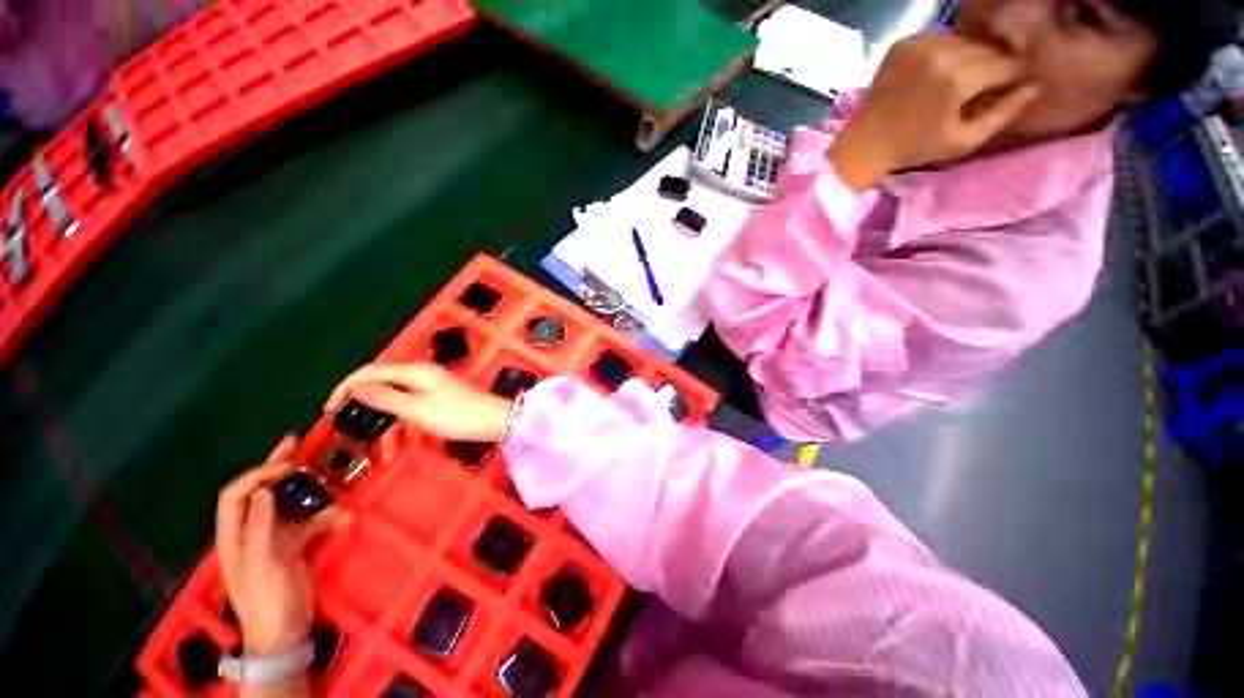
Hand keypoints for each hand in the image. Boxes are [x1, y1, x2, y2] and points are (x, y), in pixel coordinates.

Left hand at [216, 437, 349, 653]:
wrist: (283, 630)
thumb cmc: (266, 597)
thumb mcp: (260, 563)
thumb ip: (259, 527)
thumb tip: (262, 490)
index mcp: (235, 535)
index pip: (235, 495)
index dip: (255, 474)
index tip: (283, 462)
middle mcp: (252, 531)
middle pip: (260, 492)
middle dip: (276, 469)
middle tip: (296, 445)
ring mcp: (274, 538)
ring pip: (288, 504)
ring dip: (307, 490)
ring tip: (326, 475)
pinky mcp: (294, 546)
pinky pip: (310, 522)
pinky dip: (326, 516)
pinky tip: (343, 515)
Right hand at [325, 363, 511, 441]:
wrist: (494, 421)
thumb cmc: (456, 415)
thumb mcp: (416, 410)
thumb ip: (385, 398)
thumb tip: (356, 387)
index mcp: (413, 372)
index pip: (370, 372)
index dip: (346, 388)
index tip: (329, 411)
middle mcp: (420, 376)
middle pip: (383, 390)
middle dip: (369, 415)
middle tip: (354, 437)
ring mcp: (431, 388)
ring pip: (398, 406)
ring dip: (390, 429)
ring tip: (386, 455)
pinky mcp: (439, 400)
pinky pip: (414, 412)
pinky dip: (407, 429)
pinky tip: (405, 447)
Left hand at [828, 32, 1038, 190]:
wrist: (863, 145)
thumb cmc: (914, 149)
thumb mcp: (965, 140)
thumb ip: (1004, 112)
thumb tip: (1033, 85)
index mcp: (957, 77)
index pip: (1005, 63)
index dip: (1013, 76)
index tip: (1012, 86)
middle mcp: (940, 51)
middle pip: (986, 48)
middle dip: (992, 65)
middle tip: (985, 86)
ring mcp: (917, 43)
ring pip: (964, 40)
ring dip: (969, 56)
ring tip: (960, 81)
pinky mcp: (901, 43)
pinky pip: (939, 39)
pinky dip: (945, 52)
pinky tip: (938, 73)